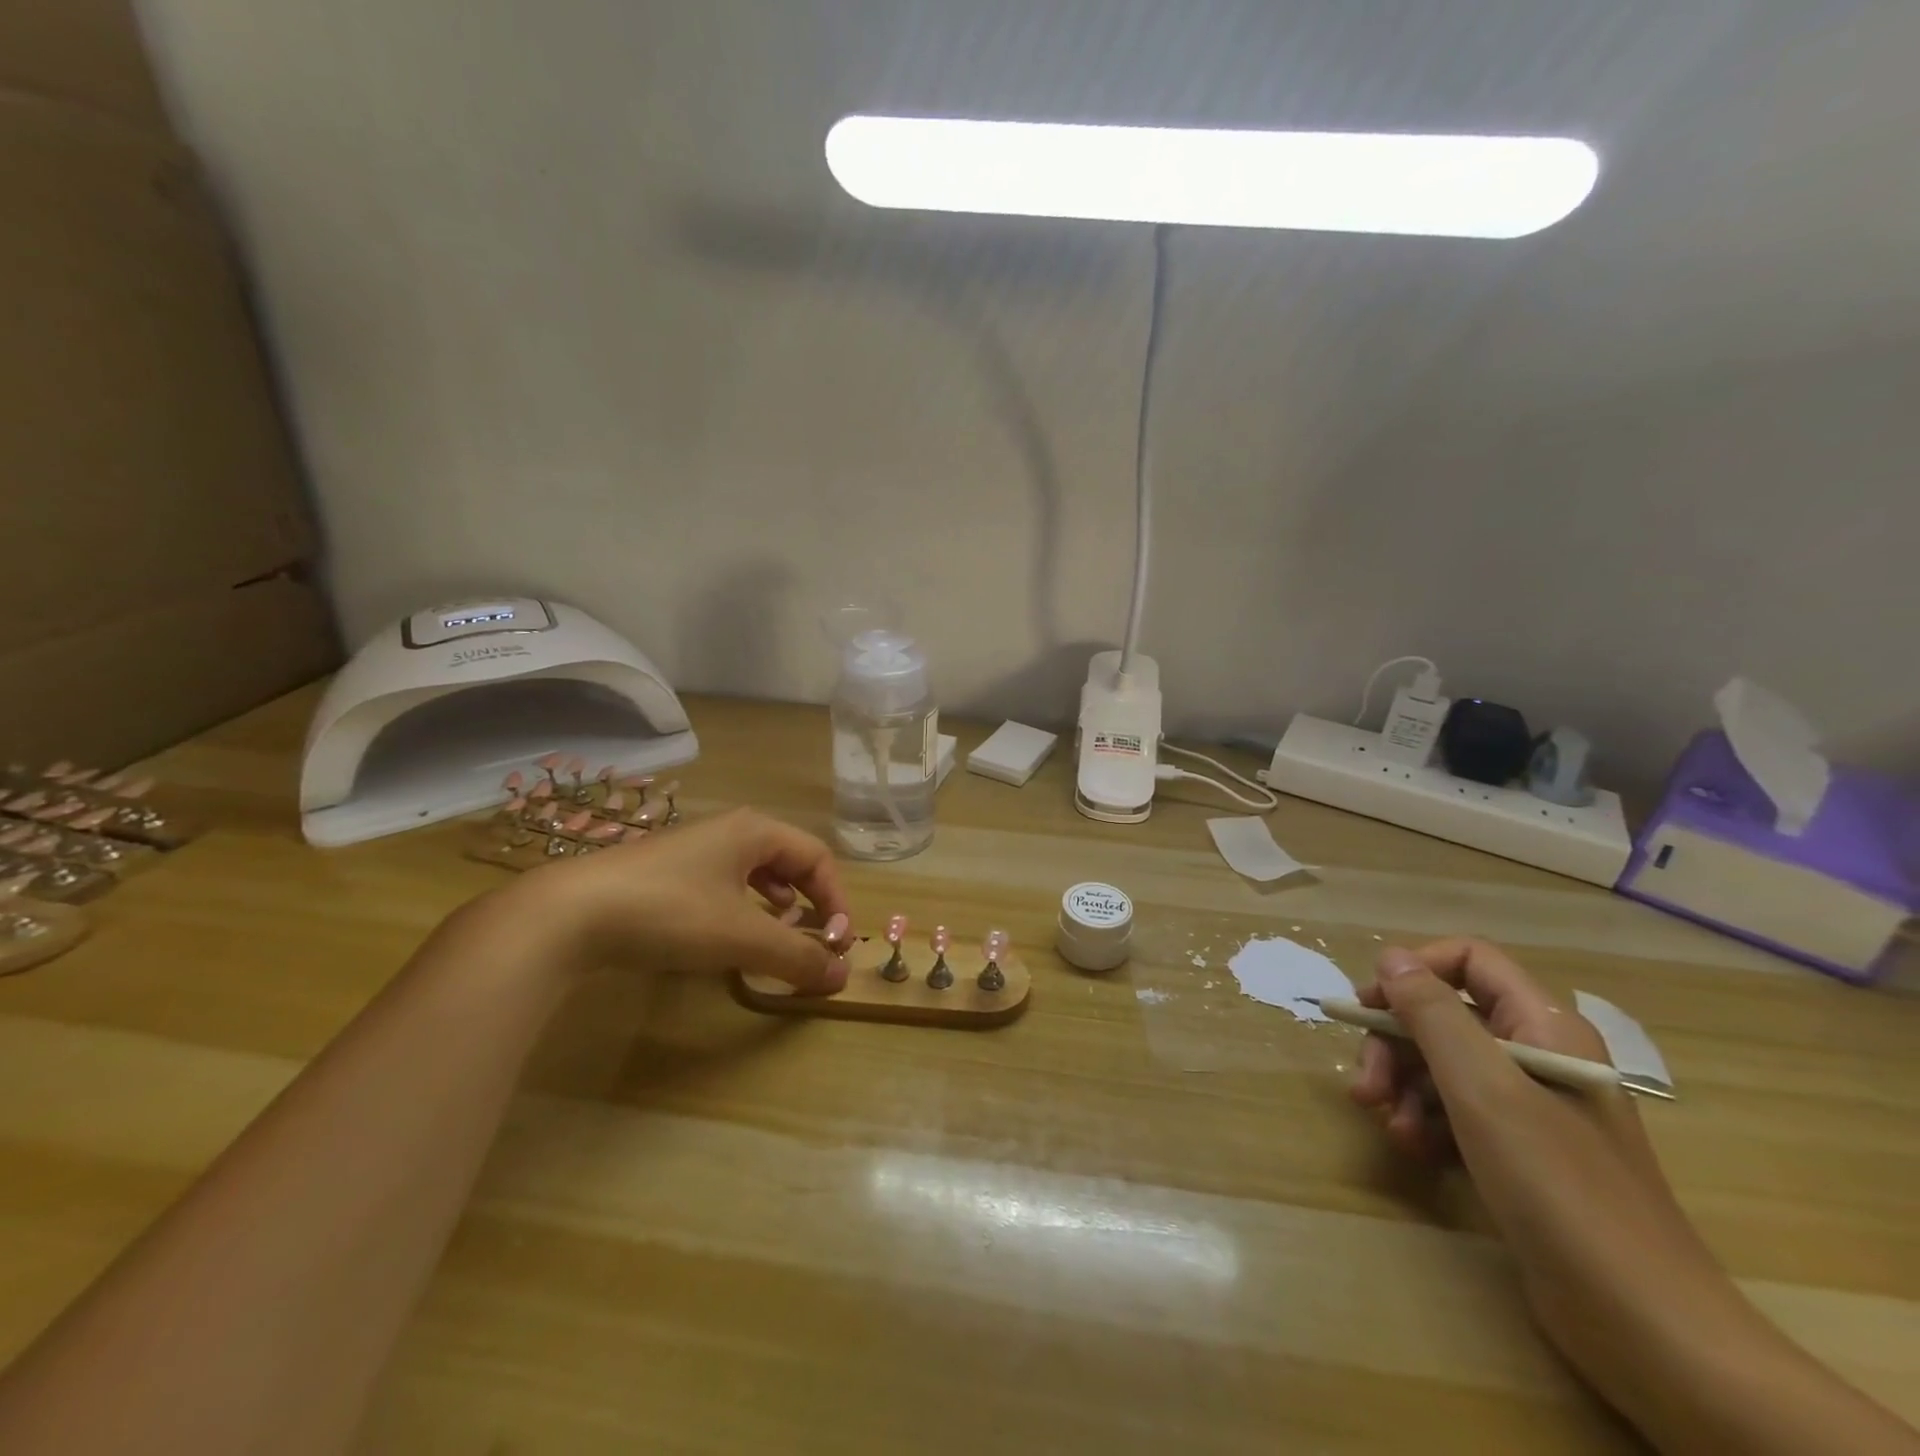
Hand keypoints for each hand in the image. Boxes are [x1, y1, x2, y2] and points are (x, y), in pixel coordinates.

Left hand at [504, 808, 853, 993]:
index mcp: (755, 831)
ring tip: (774, 935)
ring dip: (775, 905)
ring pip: (754, 871)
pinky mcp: (664, 872)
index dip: (836, 899)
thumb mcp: (742, 937)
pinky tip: (726, 934)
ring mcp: (692, 849)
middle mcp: (728, 830)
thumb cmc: (670, 912)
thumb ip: (798, 956)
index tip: (838, 942)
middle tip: (811, 938)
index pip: (817, 857)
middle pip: (788, 860)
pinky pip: (722, 883)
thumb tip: (844, 976)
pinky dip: (740, 908)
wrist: (567, 915)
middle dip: (808, 900)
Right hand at [1351, 940, 1761, 1421]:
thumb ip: (1431, 1013)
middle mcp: (1538, 1054)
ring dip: (1404, 1088)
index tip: (1369, 1006)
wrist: (1645, 1325)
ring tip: (1390, 1128)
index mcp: (1544, 1026)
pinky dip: (1428, 1124)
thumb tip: (1391, 957)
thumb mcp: (1482, 1088)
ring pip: (1444, 1066)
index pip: (1470, 961)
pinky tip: (1416, 1151)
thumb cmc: (1559, 1187)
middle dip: (1395, 1045)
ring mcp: (1534, 1108)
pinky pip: (1458, 1112)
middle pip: (1446, 1017)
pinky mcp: (1523, 1153)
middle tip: (1365, 1086)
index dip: (1414, 971)